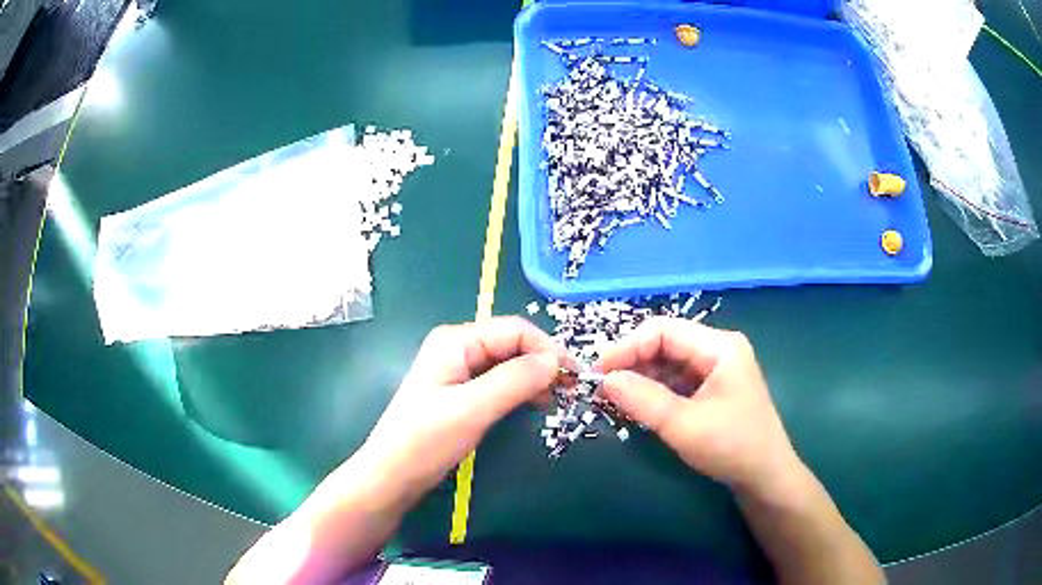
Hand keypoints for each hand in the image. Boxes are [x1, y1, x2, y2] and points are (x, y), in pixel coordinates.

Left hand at [360, 316, 561, 502]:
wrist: (392, 475)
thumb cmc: (427, 440)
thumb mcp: (473, 408)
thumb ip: (516, 380)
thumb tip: (556, 360)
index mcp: (456, 340)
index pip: (515, 330)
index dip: (547, 349)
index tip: (574, 376)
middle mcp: (457, 346)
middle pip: (511, 344)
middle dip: (541, 363)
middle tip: (568, 391)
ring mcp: (457, 369)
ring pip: (507, 363)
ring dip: (533, 377)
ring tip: (552, 401)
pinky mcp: (459, 391)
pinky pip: (497, 381)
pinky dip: (519, 389)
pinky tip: (531, 404)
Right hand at [595, 317, 802, 499]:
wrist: (765, 477)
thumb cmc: (731, 447)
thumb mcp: (683, 425)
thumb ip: (643, 399)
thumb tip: (604, 379)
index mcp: (719, 347)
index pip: (663, 330)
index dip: (627, 347)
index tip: (598, 372)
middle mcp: (718, 349)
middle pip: (666, 343)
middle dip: (633, 362)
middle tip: (602, 387)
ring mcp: (717, 369)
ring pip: (669, 362)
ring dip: (641, 377)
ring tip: (614, 397)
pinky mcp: (713, 388)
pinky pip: (677, 380)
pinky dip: (655, 390)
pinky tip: (638, 404)